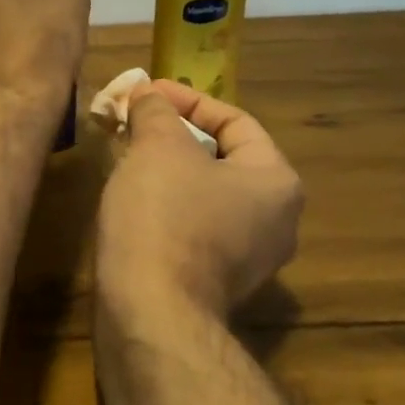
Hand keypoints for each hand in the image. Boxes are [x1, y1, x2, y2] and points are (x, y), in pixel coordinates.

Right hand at [97, 80, 304, 316]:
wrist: (151, 311)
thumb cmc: (165, 215)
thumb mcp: (158, 147)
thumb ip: (156, 111)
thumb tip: (147, 93)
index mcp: (277, 182)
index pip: (236, 121)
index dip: (187, 99)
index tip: (146, 93)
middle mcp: (277, 221)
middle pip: (223, 158)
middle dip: (175, 134)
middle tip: (136, 123)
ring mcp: (250, 259)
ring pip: (206, 194)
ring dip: (168, 169)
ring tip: (128, 155)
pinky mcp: (217, 284)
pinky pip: (195, 227)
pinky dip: (168, 204)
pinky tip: (133, 199)